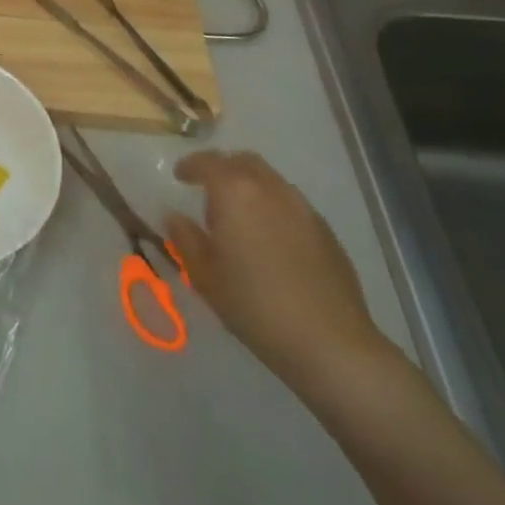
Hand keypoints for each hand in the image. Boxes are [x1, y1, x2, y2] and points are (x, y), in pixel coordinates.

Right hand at [166, 150, 393, 401]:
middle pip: (244, 161)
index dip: (190, 165)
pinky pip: (291, 204)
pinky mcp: (326, 231)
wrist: (329, 343)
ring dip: (250, 186)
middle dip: (223, 168)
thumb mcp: (204, 275)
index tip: (179, 177)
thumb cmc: (253, 305)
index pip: (208, 162)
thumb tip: (175, 216)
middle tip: (208, 190)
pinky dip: (272, 207)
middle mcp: (271, 190)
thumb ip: (185, 238)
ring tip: (239, 217)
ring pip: (271, 180)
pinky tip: (269, 239)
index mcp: (235, 193)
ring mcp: (303, 209)